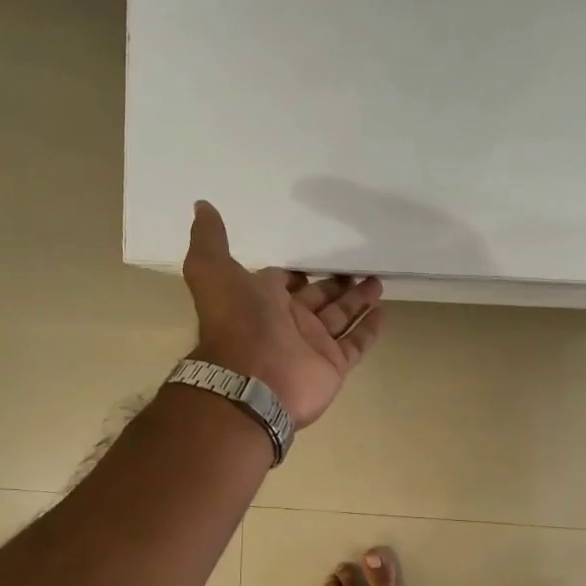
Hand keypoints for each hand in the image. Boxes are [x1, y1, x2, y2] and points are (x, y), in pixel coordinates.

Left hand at [182, 201, 386, 426]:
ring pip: (340, 317)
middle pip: (318, 297)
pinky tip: (383, 311)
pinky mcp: (334, 365)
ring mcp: (313, 345)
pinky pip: (356, 343)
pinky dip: (369, 329)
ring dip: (357, 300)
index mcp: (262, 301)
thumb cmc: (236, 322)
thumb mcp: (212, 270)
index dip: (297, 273)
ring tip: (377, 280)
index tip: (315, 258)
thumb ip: (210, 239)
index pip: (284, 282)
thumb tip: (202, 205)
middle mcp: (288, 322)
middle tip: (357, 266)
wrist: (252, 379)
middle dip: (335, 283)